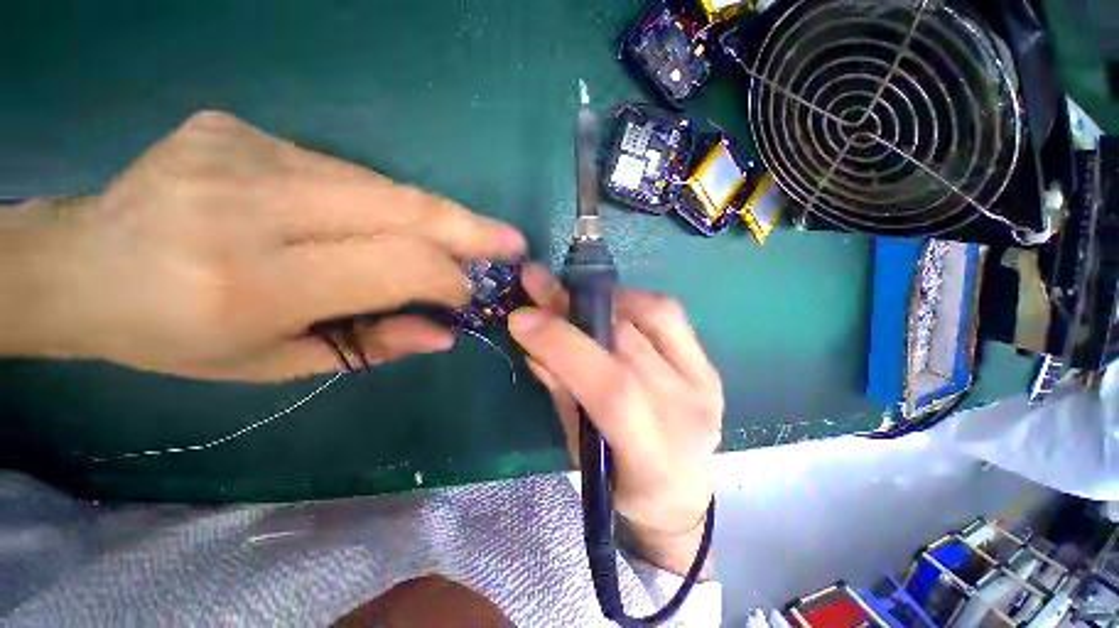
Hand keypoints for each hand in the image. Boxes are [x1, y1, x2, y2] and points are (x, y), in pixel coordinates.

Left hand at [0, 111, 525, 379]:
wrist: (81, 265)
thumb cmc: (172, 335)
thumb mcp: (273, 363)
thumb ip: (370, 345)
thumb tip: (445, 333)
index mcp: (249, 283)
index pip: (396, 264)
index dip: (449, 276)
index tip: (473, 291)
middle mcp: (248, 205)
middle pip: (400, 207)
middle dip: (469, 228)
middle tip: (512, 241)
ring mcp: (242, 152)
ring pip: (381, 185)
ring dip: (431, 217)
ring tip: (460, 237)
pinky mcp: (239, 128)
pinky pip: (345, 170)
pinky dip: (382, 201)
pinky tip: (380, 220)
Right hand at [510, 264, 721, 575]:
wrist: (679, 492)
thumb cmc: (620, 482)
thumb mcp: (579, 448)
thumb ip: (561, 390)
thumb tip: (532, 337)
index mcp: (653, 456)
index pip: (611, 388)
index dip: (565, 346)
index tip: (522, 318)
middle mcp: (687, 412)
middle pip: (627, 343)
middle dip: (573, 308)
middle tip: (538, 283)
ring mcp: (704, 381)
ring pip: (652, 315)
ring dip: (604, 299)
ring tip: (573, 297)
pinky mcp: (707, 363)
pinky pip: (669, 313)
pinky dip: (632, 300)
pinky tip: (608, 305)